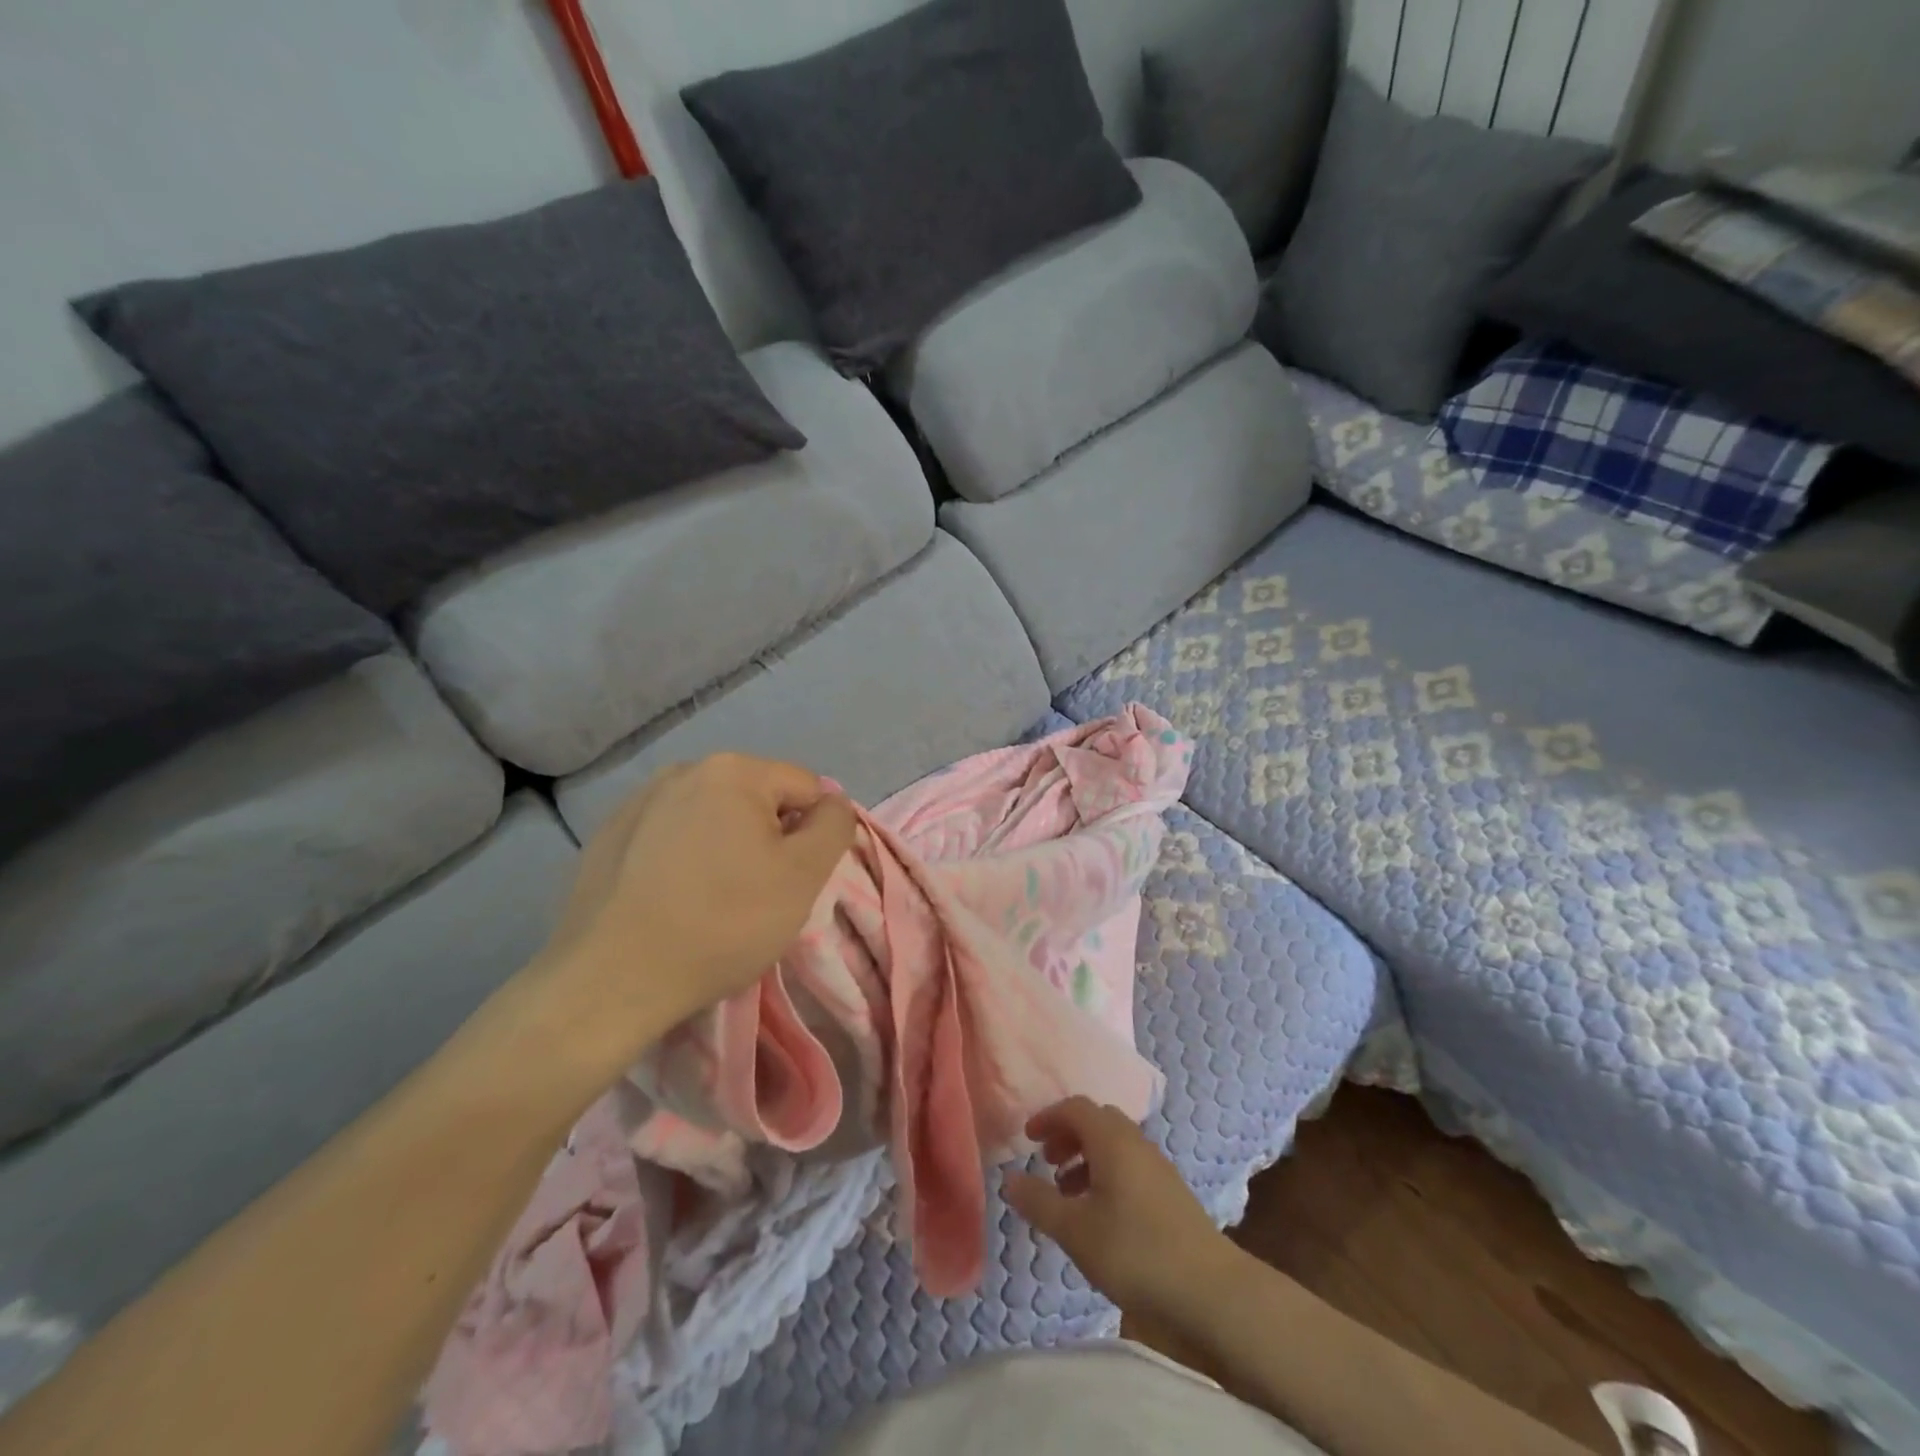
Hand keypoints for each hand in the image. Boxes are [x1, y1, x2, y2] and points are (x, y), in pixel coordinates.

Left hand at [528, 753, 856, 1061]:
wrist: (611, 979)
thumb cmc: (723, 922)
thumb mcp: (804, 876)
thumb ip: (834, 826)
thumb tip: (832, 802)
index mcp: (734, 770)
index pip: (805, 788)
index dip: (813, 835)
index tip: (795, 881)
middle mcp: (684, 770)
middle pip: (757, 799)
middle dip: (768, 839)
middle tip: (758, 894)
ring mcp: (639, 801)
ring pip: (712, 818)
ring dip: (727, 847)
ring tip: (713, 900)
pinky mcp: (609, 835)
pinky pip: (670, 837)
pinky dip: (684, 859)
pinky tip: (673, 900)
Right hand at [1005, 1097, 1242, 1326]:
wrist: (1210, 1291)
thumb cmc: (1135, 1252)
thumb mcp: (1076, 1231)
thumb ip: (1039, 1202)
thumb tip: (1008, 1179)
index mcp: (1112, 1140)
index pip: (1076, 1108)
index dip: (1048, 1117)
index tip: (1027, 1138)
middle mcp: (1136, 1142)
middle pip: (1097, 1121)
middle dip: (1068, 1135)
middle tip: (1047, 1162)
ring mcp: (1158, 1167)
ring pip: (1115, 1145)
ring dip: (1087, 1157)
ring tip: (1068, 1193)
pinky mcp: (1171, 1193)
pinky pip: (1130, 1165)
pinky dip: (1107, 1174)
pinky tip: (1100, 1214)